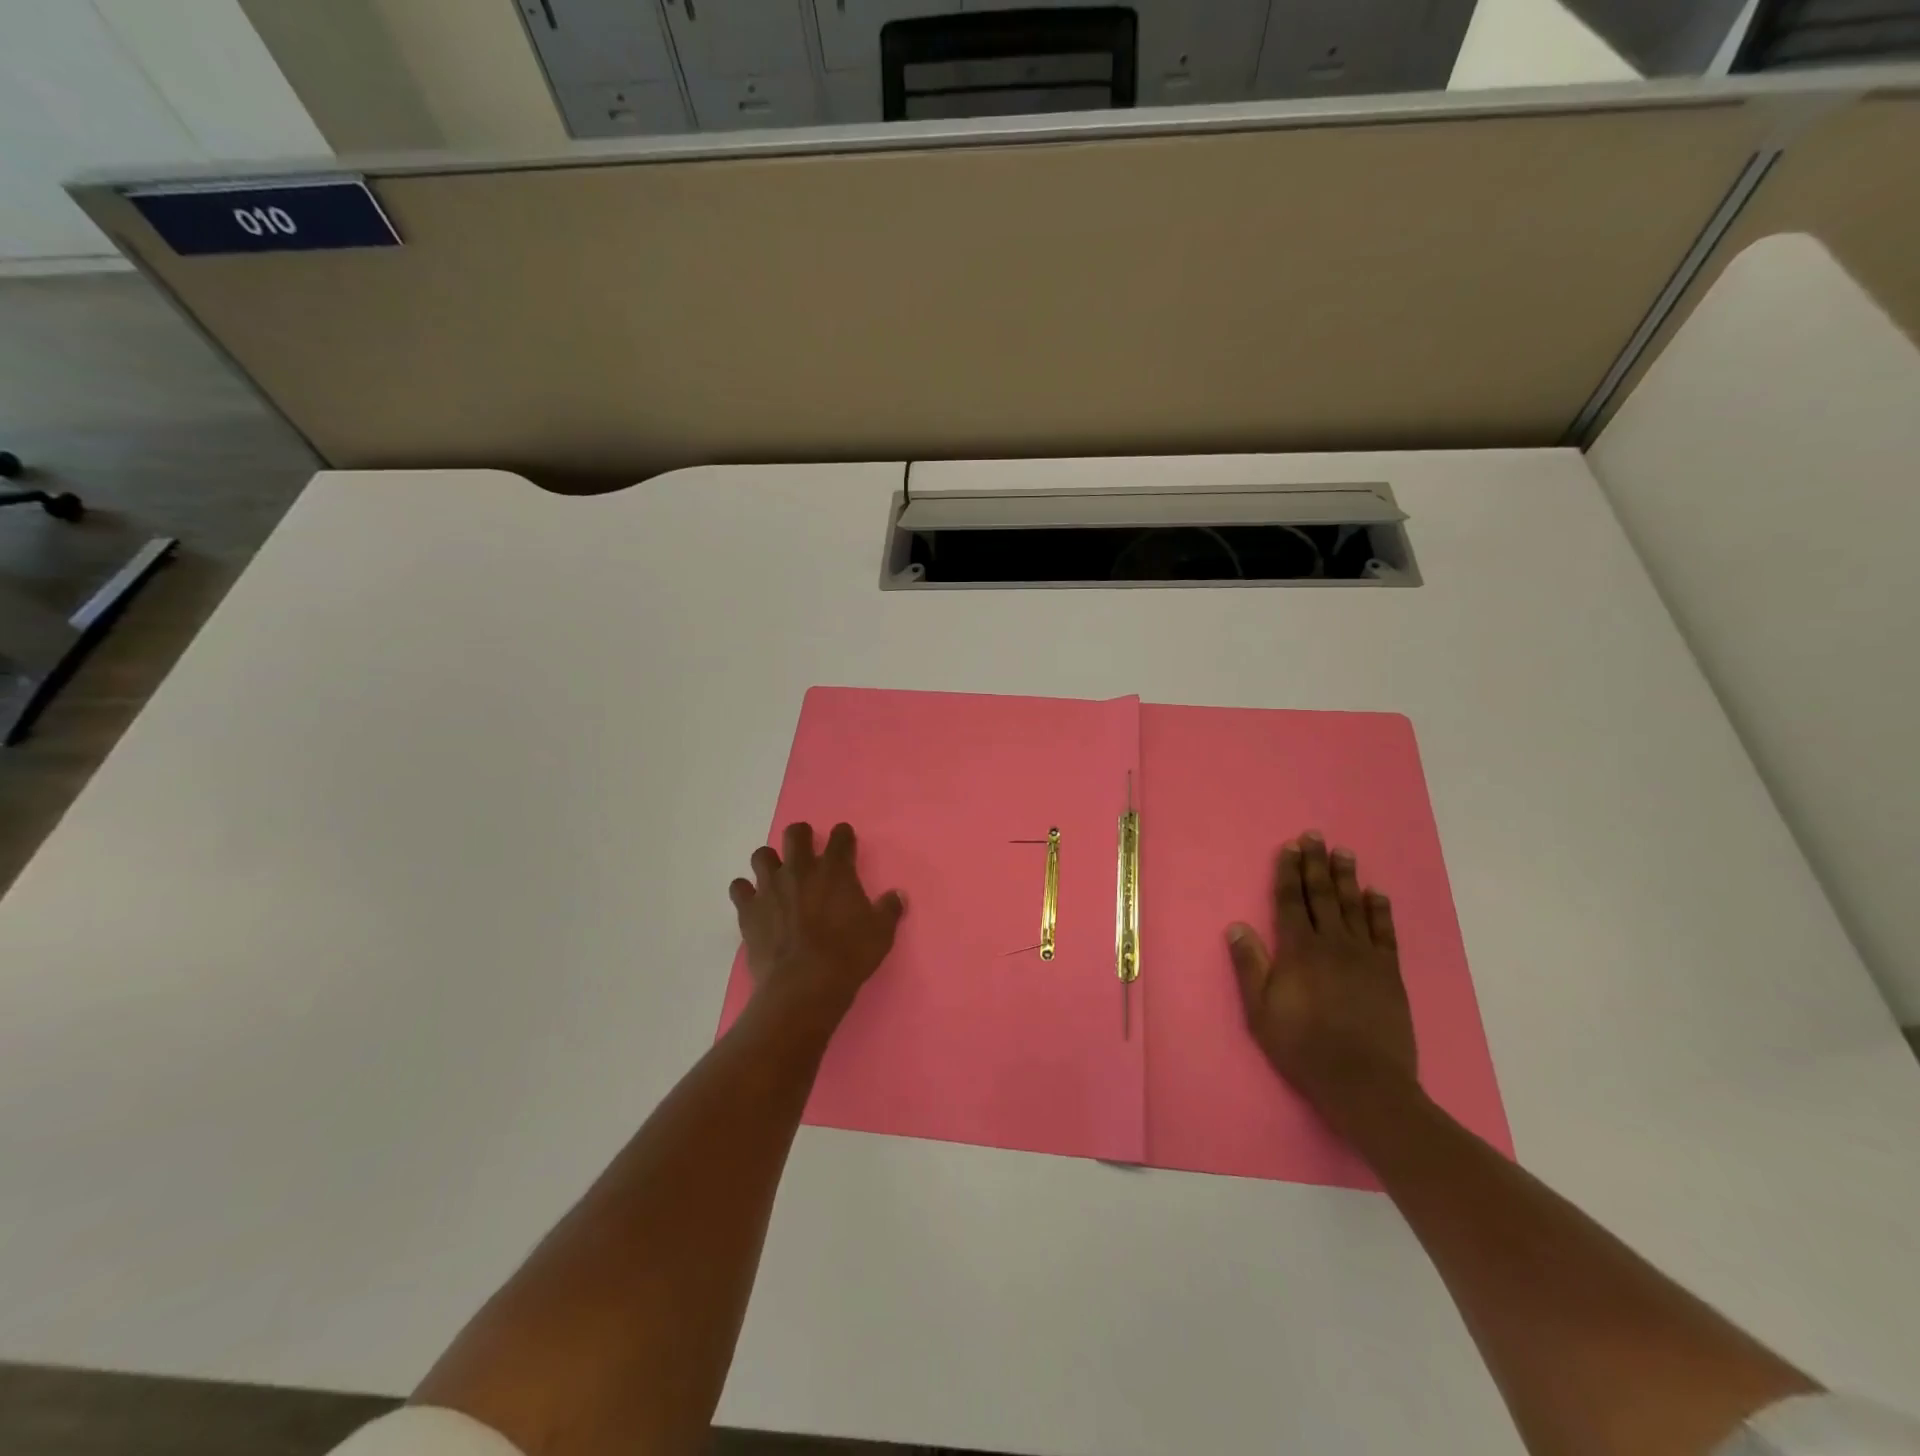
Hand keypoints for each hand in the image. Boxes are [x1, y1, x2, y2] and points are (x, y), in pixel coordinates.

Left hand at [729, 821, 904, 1020]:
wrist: (804, 985)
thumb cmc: (849, 955)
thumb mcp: (881, 933)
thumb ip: (889, 909)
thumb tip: (897, 896)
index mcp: (835, 869)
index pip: (840, 836)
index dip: (843, 837)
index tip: (845, 844)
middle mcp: (800, 869)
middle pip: (795, 833)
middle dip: (801, 837)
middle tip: (807, 852)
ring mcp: (770, 887)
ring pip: (761, 855)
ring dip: (770, 862)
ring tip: (777, 877)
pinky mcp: (749, 909)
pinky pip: (739, 888)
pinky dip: (746, 892)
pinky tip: (754, 902)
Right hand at [1226, 832, 1417, 1120]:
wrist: (1364, 1083)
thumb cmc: (1303, 1047)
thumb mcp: (1261, 1011)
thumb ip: (1250, 966)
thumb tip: (1237, 926)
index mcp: (1298, 951)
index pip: (1290, 902)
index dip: (1288, 873)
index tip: (1289, 847)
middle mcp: (1332, 944)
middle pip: (1321, 895)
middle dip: (1315, 864)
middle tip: (1315, 836)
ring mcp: (1364, 957)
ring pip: (1353, 906)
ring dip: (1346, 877)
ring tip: (1344, 852)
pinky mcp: (1389, 973)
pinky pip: (1384, 933)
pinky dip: (1379, 910)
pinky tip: (1376, 893)